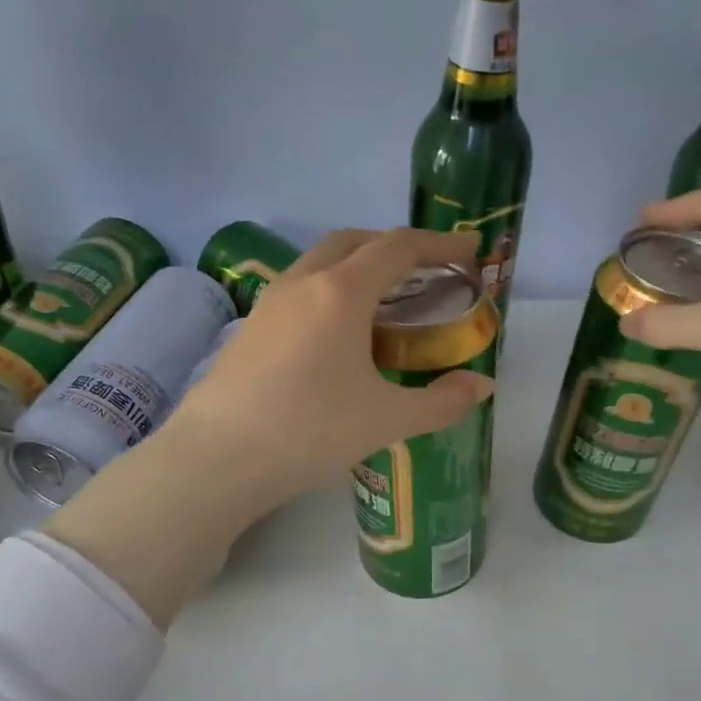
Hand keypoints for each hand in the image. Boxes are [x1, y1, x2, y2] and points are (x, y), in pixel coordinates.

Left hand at [167, 227, 495, 511]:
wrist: (217, 459)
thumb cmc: (310, 432)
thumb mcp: (387, 420)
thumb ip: (442, 402)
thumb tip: (482, 387)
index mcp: (341, 293)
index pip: (398, 248)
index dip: (440, 243)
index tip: (470, 248)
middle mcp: (302, 283)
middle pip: (355, 241)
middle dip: (396, 247)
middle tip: (426, 272)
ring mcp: (269, 303)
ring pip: (320, 261)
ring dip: (358, 265)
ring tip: (385, 301)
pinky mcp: (249, 327)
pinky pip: (300, 288)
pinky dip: (331, 290)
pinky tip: (338, 333)